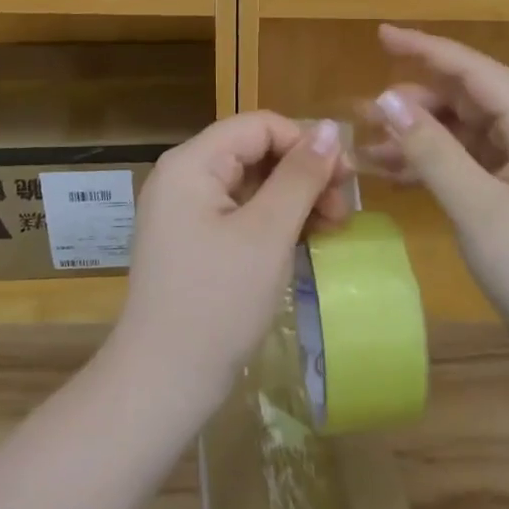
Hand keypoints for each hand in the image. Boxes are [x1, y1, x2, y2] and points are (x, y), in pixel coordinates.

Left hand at [109, 112, 349, 412]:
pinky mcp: (192, 239)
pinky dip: (274, 221)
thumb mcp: (268, 234)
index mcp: (192, 163)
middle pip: (255, 151)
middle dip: (304, 174)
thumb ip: (300, 176)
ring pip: (252, 182)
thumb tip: (330, 128)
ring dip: (294, 198)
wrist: (163, 382)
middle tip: (343, 211)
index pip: (259, 126)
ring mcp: (184, 209)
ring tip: (331, 230)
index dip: (306, 143)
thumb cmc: (218, 302)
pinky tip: (303, 242)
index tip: (346, 179)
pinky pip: (240, 211)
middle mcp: (183, 176)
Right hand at [368, 25, 508, 343]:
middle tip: (366, 111)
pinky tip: (391, 174)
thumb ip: (431, 151)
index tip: (383, 36)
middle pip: (466, 100)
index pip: (475, 72)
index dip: (428, 49)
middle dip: (415, 102)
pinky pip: (465, 164)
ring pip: (461, 134)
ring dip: (417, 137)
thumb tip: (387, 101)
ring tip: (368, 146)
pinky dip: (430, 165)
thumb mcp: (477, 208)